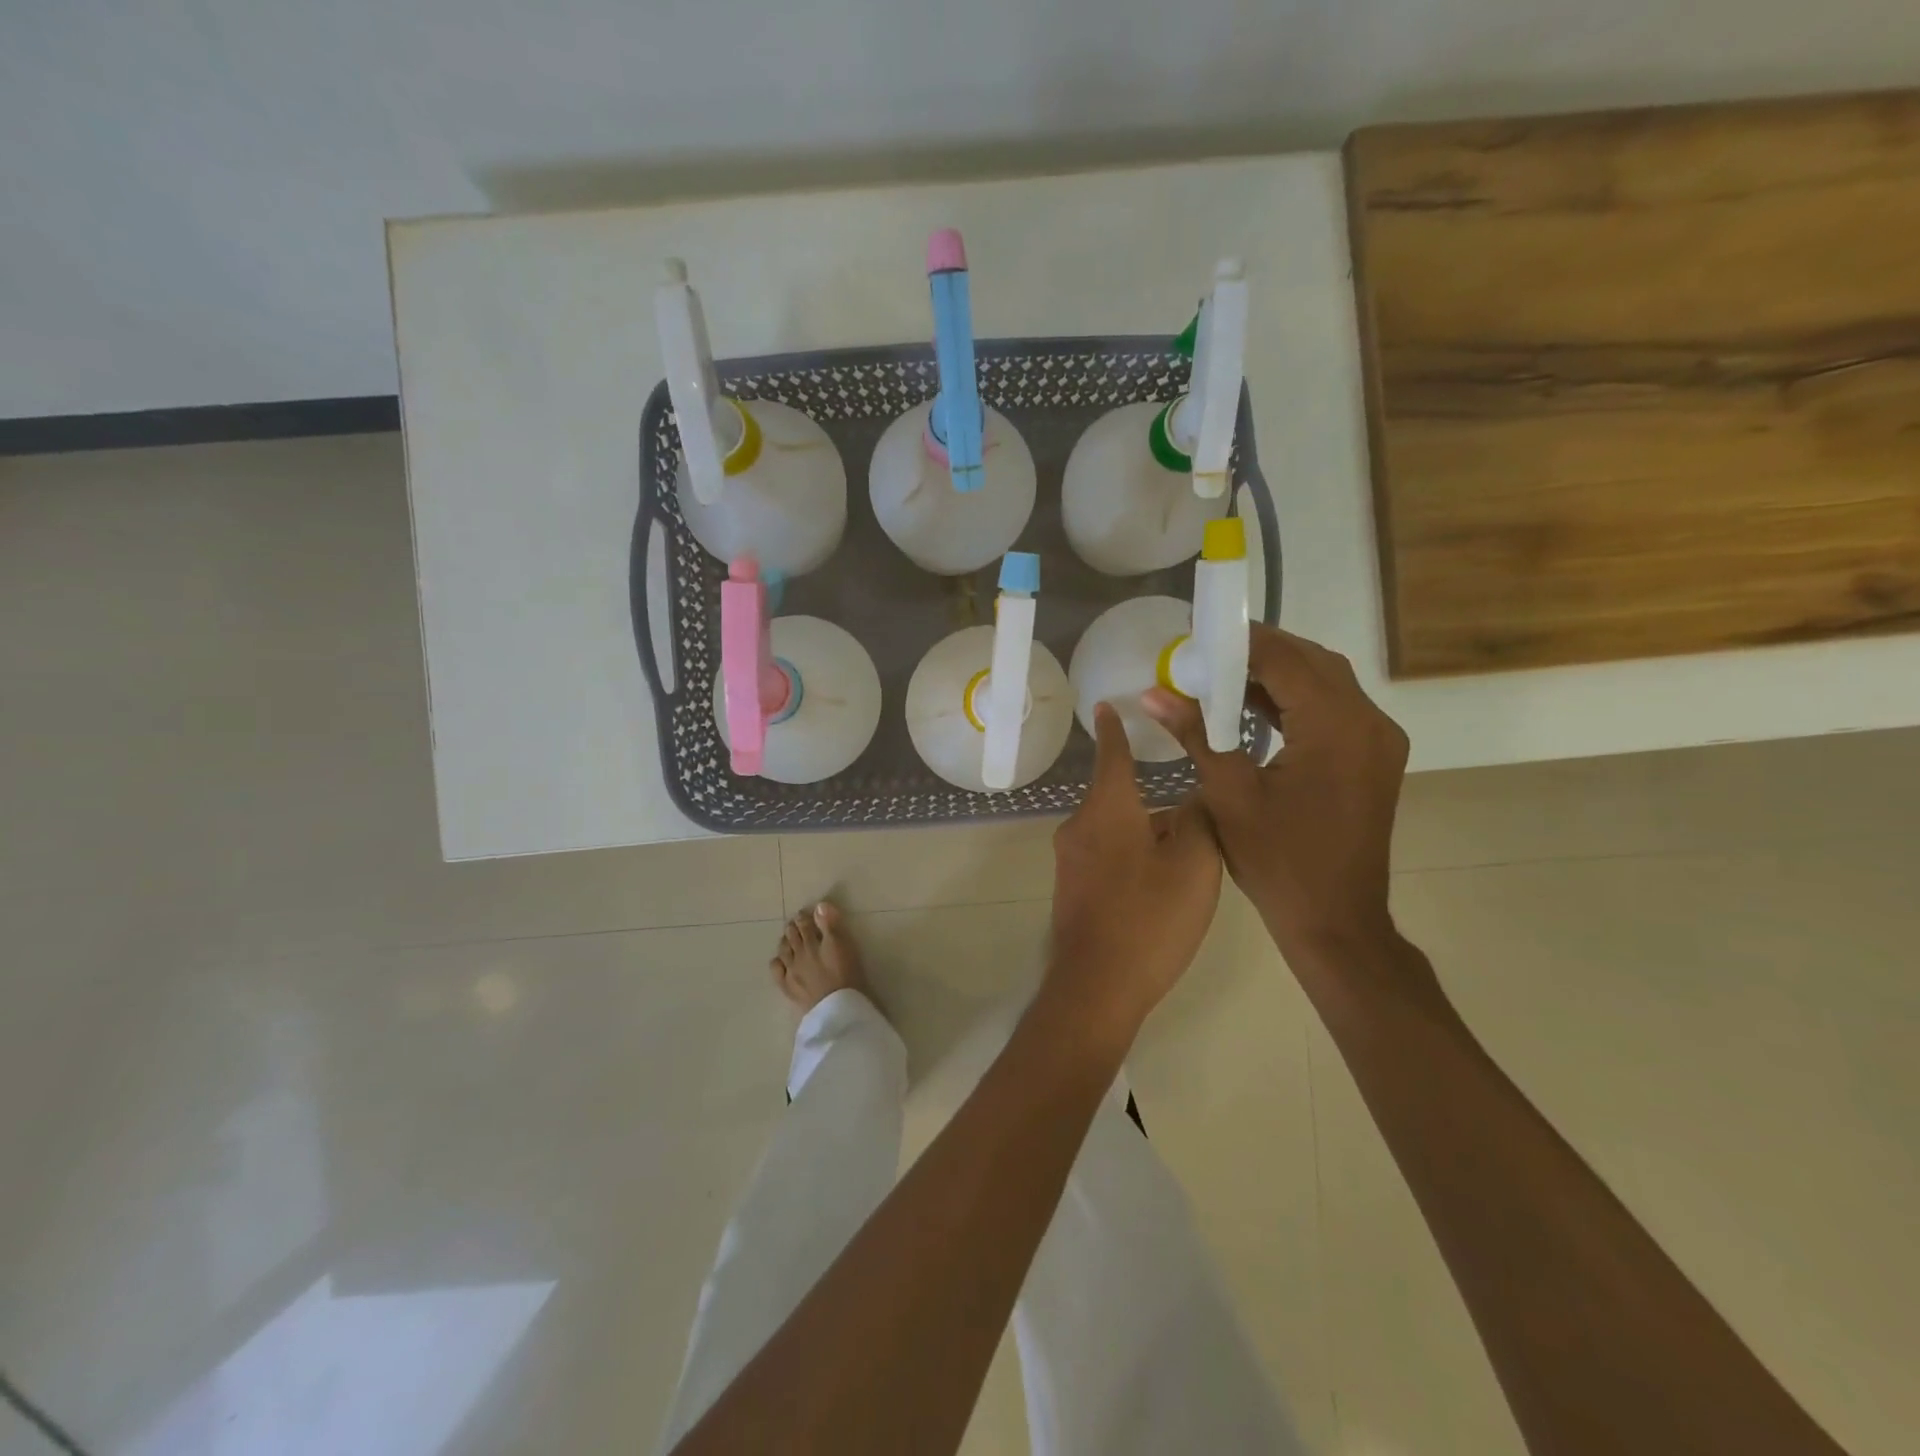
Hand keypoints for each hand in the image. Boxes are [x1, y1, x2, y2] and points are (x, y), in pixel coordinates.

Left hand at [1045, 702, 1223, 1045]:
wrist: (1097, 986)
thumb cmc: (1150, 917)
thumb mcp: (1195, 864)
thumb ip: (1199, 819)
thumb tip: (1193, 798)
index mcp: (1107, 808)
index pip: (1112, 754)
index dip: (1114, 729)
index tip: (1107, 705)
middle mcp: (1080, 825)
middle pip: (1120, 797)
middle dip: (1153, 803)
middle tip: (1195, 821)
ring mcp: (1069, 859)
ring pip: (1115, 830)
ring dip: (1146, 836)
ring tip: (1186, 864)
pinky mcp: (1070, 888)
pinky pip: (1106, 856)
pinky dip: (1132, 858)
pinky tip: (1158, 888)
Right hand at [1143, 625, 1407, 963]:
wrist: (1336, 921)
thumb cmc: (1278, 862)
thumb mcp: (1229, 794)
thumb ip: (1195, 734)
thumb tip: (1153, 693)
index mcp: (1336, 727)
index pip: (1286, 660)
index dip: (1241, 642)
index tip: (1197, 636)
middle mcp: (1369, 722)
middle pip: (1312, 663)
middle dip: (1259, 653)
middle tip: (1206, 656)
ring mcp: (1378, 740)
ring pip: (1326, 683)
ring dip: (1277, 675)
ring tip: (1222, 677)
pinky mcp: (1374, 757)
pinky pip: (1334, 709)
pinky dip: (1295, 701)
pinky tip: (1254, 707)